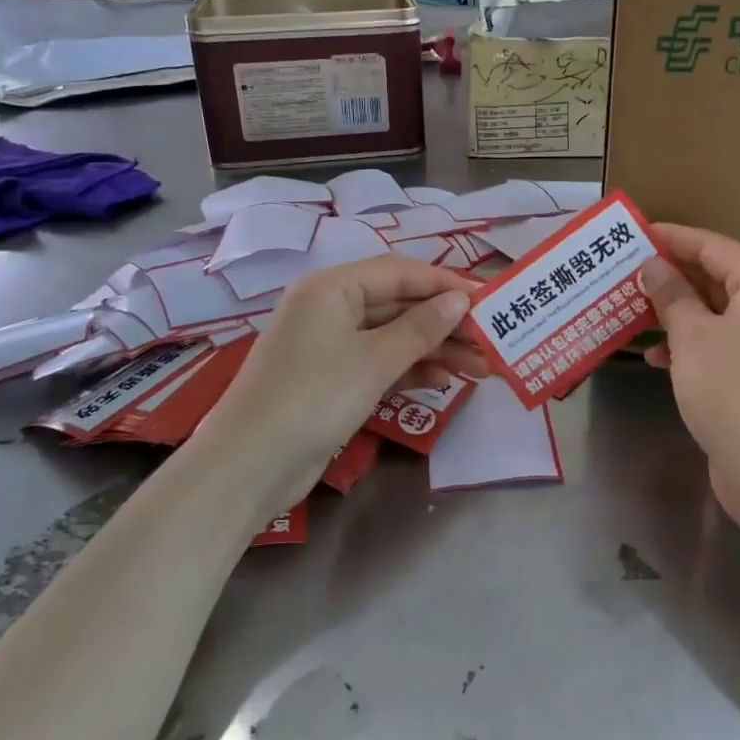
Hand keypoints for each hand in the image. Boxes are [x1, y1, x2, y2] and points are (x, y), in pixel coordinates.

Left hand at [193, 256, 488, 506]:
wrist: (249, 467)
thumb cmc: (313, 398)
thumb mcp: (374, 360)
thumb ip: (421, 327)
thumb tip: (461, 299)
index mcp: (332, 287)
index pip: (400, 272)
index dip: (446, 283)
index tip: (488, 299)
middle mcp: (330, 308)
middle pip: (399, 304)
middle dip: (445, 322)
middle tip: (490, 339)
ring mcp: (329, 345)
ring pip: (393, 336)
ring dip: (434, 349)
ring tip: (481, 366)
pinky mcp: (332, 379)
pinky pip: (380, 362)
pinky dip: (410, 369)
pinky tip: (445, 380)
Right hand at [637, 224, 739, 522]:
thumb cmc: (734, 390)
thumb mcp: (693, 336)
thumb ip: (671, 295)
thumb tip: (654, 265)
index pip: (714, 246)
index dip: (674, 238)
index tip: (637, 234)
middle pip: (717, 277)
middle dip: (671, 276)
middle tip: (627, 273)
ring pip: (716, 313)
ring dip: (676, 312)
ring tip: (633, 313)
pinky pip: (721, 343)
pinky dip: (690, 344)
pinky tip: (657, 358)